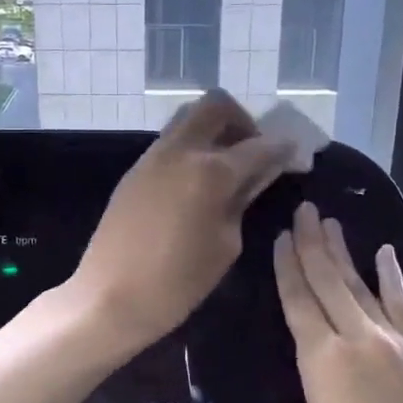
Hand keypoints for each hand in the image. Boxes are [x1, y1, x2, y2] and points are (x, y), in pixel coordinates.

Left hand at [72, 90, 294, 354]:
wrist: (109, 297)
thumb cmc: (177, 282)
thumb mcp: (225, 245)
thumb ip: (242, 203)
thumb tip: (254, 179)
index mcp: (210, 171)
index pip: (258, 146)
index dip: (281, 148)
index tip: (294, 153)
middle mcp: (181, 151)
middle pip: (216, 105)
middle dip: (241, 121)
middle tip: (251, 151)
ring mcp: (152, 157)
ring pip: (188, 119)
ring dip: (213, 131)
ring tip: (224, 168)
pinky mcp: (134, 171)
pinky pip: (169, 143)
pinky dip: (190, 149)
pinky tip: (196, 183)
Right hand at [274, 202, 402, 402]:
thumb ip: (313, 394)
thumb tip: (326, 380)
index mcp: (322, 359)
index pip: (298, 300)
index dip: (287, 266)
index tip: (281, 236)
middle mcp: (358, 338)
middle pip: (329, 281)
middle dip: (313, 243)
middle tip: (303, 211)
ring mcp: (396, 342)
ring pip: (362, 286)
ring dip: (344, 253)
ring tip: (330, 223)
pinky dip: (391, 278)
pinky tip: (383, 254)